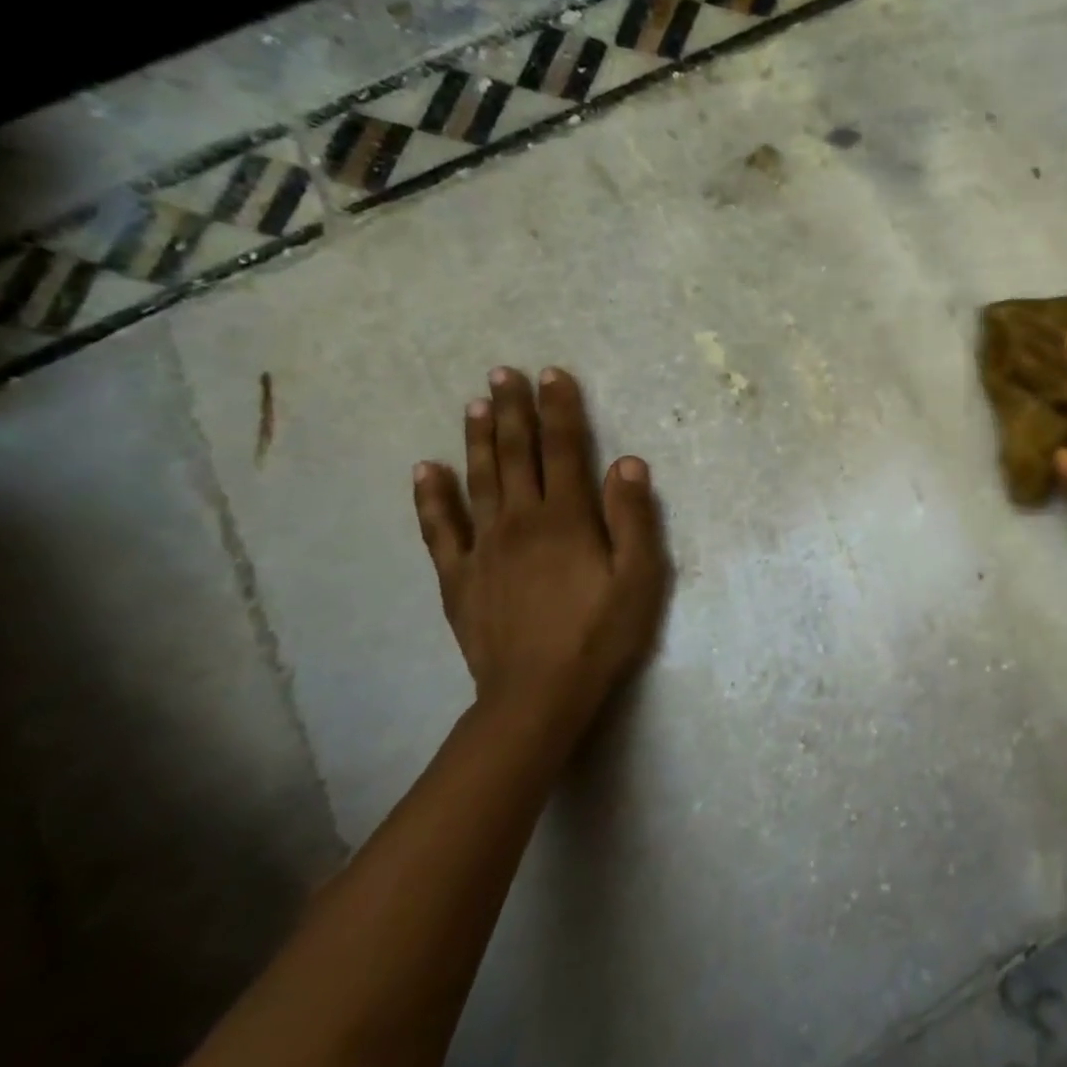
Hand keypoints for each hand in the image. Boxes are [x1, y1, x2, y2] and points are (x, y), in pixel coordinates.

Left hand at [412, 367, 670, 745]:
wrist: (538, 693)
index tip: (552, 375)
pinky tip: (426, 470)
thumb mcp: (640, 577)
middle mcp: (521, 521)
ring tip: (475, 405)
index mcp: (568, 519)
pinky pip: (440, 529)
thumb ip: (634, 518)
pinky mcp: (459, 577)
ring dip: (478, 439)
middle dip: (514, 411)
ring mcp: (484, 547)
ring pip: (479, 481)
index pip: (565, 450)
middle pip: (517, 455)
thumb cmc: (601, 633)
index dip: (560, 410)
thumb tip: (628, 462)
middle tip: (504, 373)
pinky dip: (431, 497)